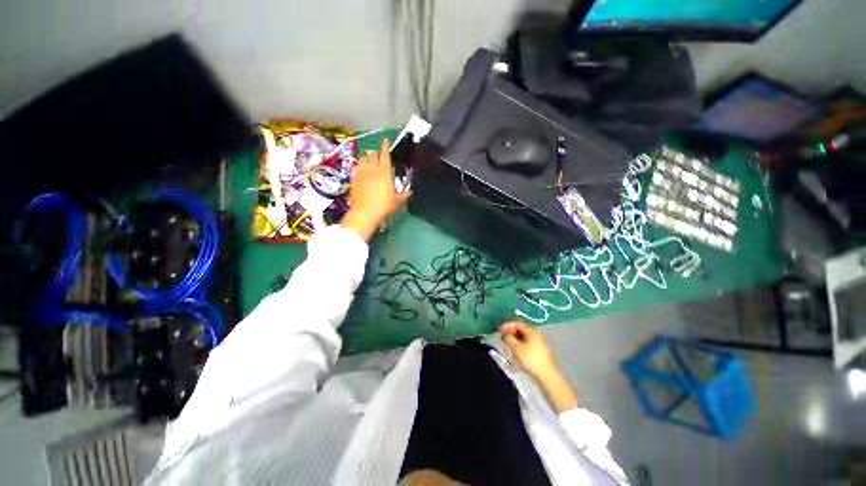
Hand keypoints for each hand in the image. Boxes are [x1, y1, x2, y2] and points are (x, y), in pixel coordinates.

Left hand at [341, 138, 409, 240]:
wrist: (365, 213)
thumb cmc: (383, 206)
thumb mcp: (396, 202)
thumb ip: (403, 195)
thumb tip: (410, 192)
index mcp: (384, 173)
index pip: (385, 156)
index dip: (385, 147)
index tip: (385, 140)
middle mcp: (372, 171)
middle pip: (372, 156)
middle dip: (375, 153)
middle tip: (376, 152)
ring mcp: (361, 175)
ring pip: (362, 160)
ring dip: (366, 158)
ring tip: (367, 159)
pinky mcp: (353, 181)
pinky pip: (355, 169)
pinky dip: (357, 167)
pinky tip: (358, 168)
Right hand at [498, 321, 557, 380]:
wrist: (546, 375)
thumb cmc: (530, 360)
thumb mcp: (516, 348)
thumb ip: (508, 338)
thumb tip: (504, 333)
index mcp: (532, 332)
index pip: (518, 324)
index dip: (507, 325)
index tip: (500, 330)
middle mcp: (536, 335)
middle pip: (521, 329)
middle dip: (510, 332)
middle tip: (502, 336)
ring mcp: (539, 342)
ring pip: (524, 337)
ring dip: (514, 338)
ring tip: (507, 343)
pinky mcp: (540, 350)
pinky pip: (527, 342)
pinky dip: (520, 343)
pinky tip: (515, 349)